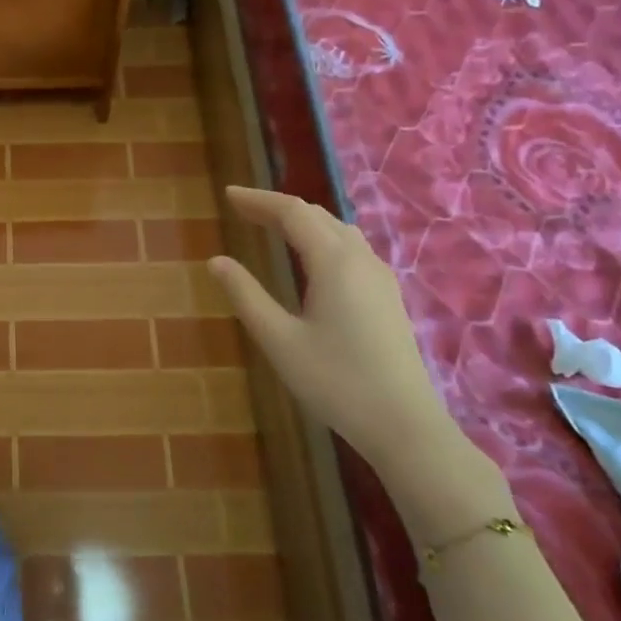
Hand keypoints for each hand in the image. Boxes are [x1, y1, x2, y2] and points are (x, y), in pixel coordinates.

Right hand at [208, 186, 459, 475]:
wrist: (404, 424)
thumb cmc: (335, 381)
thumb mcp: (279, 340)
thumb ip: (246, 295)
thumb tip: (216, 261)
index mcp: (334, 262)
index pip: (293, 212)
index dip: (258, 200)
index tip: (228, 196)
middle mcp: (361, 259)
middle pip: (317, 215)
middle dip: (277, 207)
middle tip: (242, 210)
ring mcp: (380, 277)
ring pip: (338, 230)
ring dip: (302, 221)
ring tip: (271, 226)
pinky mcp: (387, 296)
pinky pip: (350, 248)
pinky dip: (321, 237)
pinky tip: (311, 257)